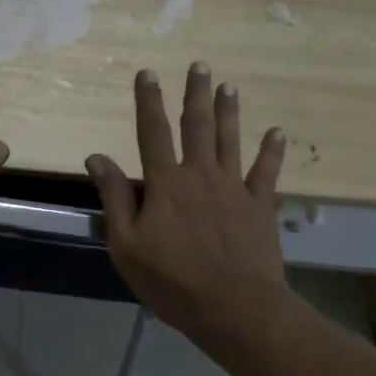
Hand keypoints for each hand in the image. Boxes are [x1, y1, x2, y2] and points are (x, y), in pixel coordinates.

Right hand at [86, 63, 292, 349]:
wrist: (235, 309)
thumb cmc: (172, 280)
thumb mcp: (126, 244)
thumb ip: (114, 197)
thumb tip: (97, 156)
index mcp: (165, 182)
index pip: (152, 131)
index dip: (147, 100)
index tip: (147, 73)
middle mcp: (200, 174)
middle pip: (196, 125)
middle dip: (195, 93)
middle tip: (199, 65)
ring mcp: (234, 187)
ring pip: (230, 139)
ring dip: (228, 111)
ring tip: (228, 85)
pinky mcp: (260, 206)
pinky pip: (267, 171)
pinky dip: (272, 151)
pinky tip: (278, 132)